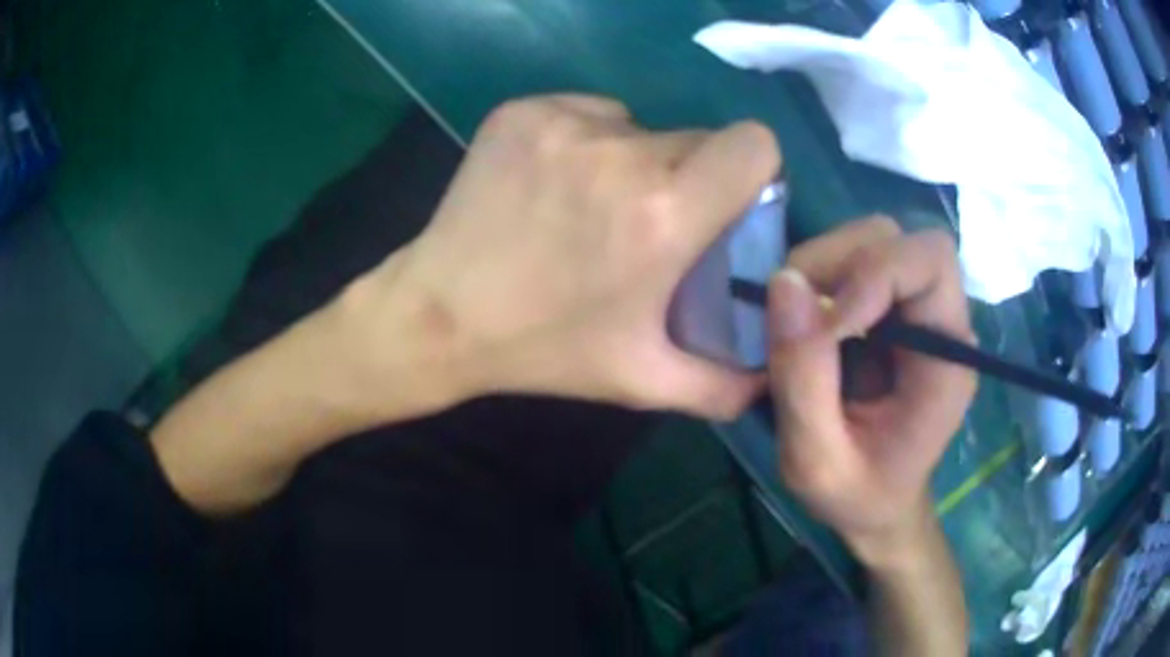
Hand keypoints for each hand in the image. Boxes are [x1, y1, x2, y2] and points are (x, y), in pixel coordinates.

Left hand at [342, 95, 778, 419]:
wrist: (439, 315)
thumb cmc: (544, 348)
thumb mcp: (642, 381)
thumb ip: (722, 388)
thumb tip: (772, 377)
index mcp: (664, 213)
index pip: (753, 144)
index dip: (751, 169)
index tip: (727, 202)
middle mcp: (622, 153)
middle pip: (697, 137)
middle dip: (690, 176)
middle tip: (651, 222)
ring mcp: (565, 123)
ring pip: (640, 126)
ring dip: (635, 160)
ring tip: (592, 208)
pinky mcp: (524, 110)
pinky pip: (588, 113)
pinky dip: (587, 141)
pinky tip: (555, 184)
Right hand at [765, 218, 976, 565]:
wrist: (878, 505)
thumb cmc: (858, 496)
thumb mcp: (818, 462)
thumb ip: (803, 380)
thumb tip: (782, 282)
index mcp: (946, 358)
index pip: (931, 261)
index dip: (874, 272)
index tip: (827, 324)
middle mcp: (939, 318)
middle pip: (895, 238)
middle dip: (837, 263)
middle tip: (795, 315)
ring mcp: (913, 309)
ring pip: (870, 240)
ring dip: (822, 267)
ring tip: (795, 323)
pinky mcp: (887, 309)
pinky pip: (851, 262)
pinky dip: (818, 278)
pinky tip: (804, 324)